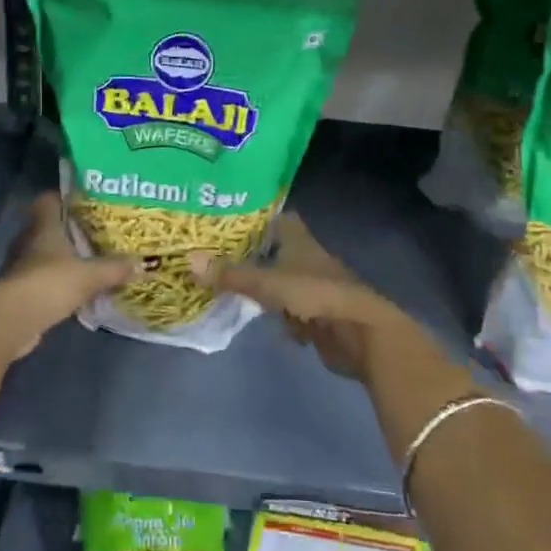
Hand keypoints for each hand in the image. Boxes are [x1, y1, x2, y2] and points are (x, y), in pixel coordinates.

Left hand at [0, 193, 131, 363]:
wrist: (11, 322)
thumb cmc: (49, 284)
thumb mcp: (89, 275)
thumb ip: (114, 268)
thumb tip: (142, 263)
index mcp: (44, 227)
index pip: (48, 200)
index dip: (63, 197)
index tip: (85, 200)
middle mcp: (30, 242)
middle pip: (48, 227)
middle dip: (69, 230)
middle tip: (96, 232)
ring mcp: (22, 268)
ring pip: (45, 255)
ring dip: (63, 259)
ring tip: (90, 261)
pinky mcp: (21, 292)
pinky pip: (44, 281)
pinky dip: (58, 284)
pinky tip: (77, 291)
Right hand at [193, 213, 424, 380]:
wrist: (361, 334)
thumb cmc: (314, 295)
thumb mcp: (267, 283)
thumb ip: (230, 275)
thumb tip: (188, 260)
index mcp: (300, 241)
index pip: (280, 218)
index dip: (260, 217)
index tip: (233, 220)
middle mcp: (309, 260)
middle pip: (280, 251)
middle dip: (257, 255)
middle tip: (223, 257)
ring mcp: (318, 289)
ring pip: (286, 282)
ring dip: (269, 288)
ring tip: (237, 289)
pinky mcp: (322, 317)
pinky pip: (296, 312)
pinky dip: (284, 317)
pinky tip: (269, 324)